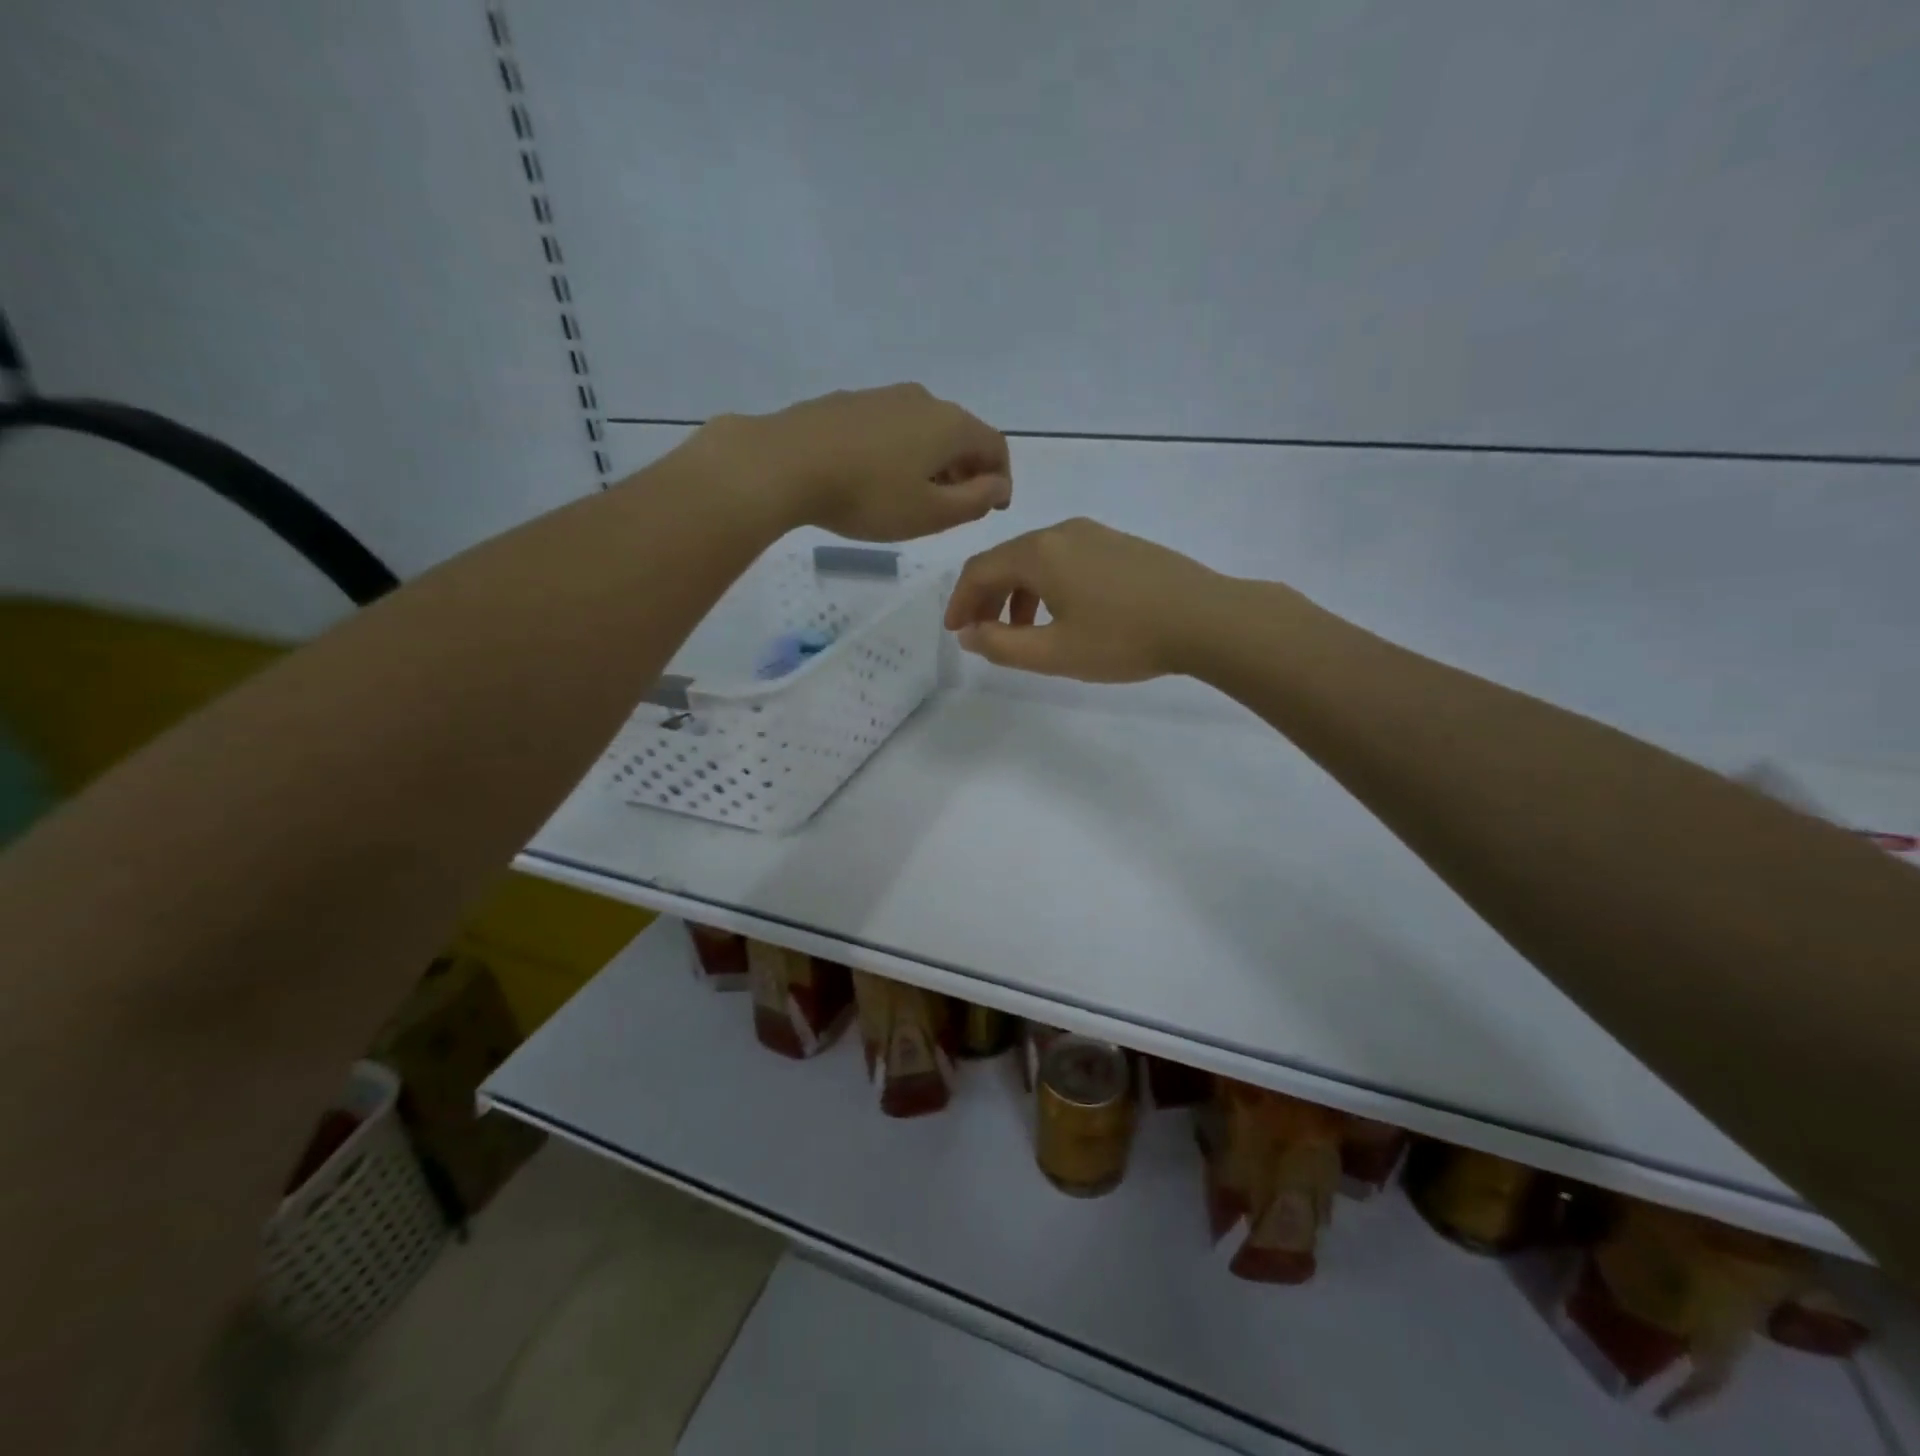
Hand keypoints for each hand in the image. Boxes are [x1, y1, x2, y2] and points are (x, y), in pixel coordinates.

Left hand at [701, 383, 1010, 542]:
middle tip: (957, 507)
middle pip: (960, 434)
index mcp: (950, 425)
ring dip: (933, 461)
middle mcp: (923, 400)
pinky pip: (892, 428)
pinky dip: (902, 452)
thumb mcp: (930, 513)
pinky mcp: (849, 403)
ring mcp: (883, 396)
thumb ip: (974, 501)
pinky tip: (879, 477)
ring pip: (925, 429)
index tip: (993, 507)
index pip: (995, 446)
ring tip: (916, 496)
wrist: (786, 463)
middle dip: (967, 470)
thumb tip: (999, 486)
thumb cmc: (868, 496)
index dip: (1001, 478)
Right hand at [944, 518, 1227, 681]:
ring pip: (1038, 560)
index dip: (960, 601)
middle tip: (982, 633)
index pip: (980, 569)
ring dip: (1018, 594)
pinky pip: (1066, 560)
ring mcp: (1095, 534)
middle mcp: (1062, 532)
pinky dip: (1047, 586)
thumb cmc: (1123, 638)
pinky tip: (1063, 615)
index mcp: (1040, 553)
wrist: (1206, 618)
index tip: (955, 632)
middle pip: (1007, 560)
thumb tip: (969, 633)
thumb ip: (1002, 645)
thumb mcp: (1054, 653)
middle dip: (987, 597)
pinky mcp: (1119, 544)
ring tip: (1023, 633)